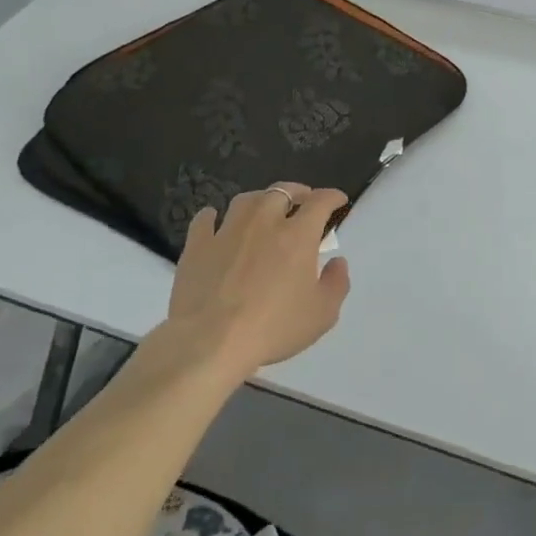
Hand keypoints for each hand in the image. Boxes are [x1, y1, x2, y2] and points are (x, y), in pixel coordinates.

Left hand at [155, 183, 350, 382]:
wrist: (210, 344)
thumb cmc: (273, 328)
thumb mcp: (322, 314)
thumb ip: (336, 283)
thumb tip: (337, 262)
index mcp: (297, 235)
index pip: (320, 201)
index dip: (332, 196)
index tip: (338, 200)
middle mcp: (264, 222)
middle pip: (282, 191)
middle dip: (296, 192)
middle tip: (302, 201)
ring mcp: (227, 231)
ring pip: (246, 200)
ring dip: (259, 200)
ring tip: (263, 209)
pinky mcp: (197, 246)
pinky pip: (205, 220)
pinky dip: (213, 216)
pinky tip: (214, 221)